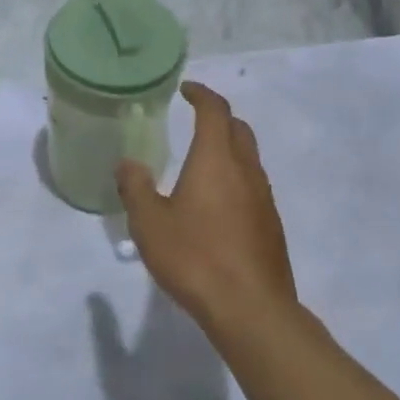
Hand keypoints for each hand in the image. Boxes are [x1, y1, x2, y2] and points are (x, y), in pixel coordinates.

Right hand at [117, 82, 296, 340]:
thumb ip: (136, 188)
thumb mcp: (150, 224)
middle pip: (238, 129)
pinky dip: (236, 178)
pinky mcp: (271, 225)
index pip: (215, 110)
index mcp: (216, 159)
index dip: (201, 94)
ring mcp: (264, 198)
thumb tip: (128, 164)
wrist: (251, 309)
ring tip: (202, 163)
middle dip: (218, 117)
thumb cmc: (195, 258)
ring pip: (249, 158)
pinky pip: (253, 186)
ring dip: (229, 149)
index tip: (186, 90)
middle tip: (194, 121)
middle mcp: (245, 170)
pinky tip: (217, 204)